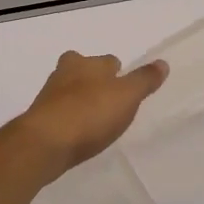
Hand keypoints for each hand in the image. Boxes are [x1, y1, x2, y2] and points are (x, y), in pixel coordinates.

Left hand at [11, 51, 167, 177]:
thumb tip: (163, 63)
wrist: (45, 143)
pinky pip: (59, 114)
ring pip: (68, 91)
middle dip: (92, 79)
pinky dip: (69, 119)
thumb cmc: (89, 113)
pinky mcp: (40, 120)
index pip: (107, 61)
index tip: (125, 84)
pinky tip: (78, 134)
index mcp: (85, 63)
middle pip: (81, 70)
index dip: (117, 71)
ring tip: (94, 118)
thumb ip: (144, 80)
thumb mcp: (126, 96)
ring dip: (79, 100)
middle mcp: (64, 73)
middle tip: (107, 98)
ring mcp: (48, 97)